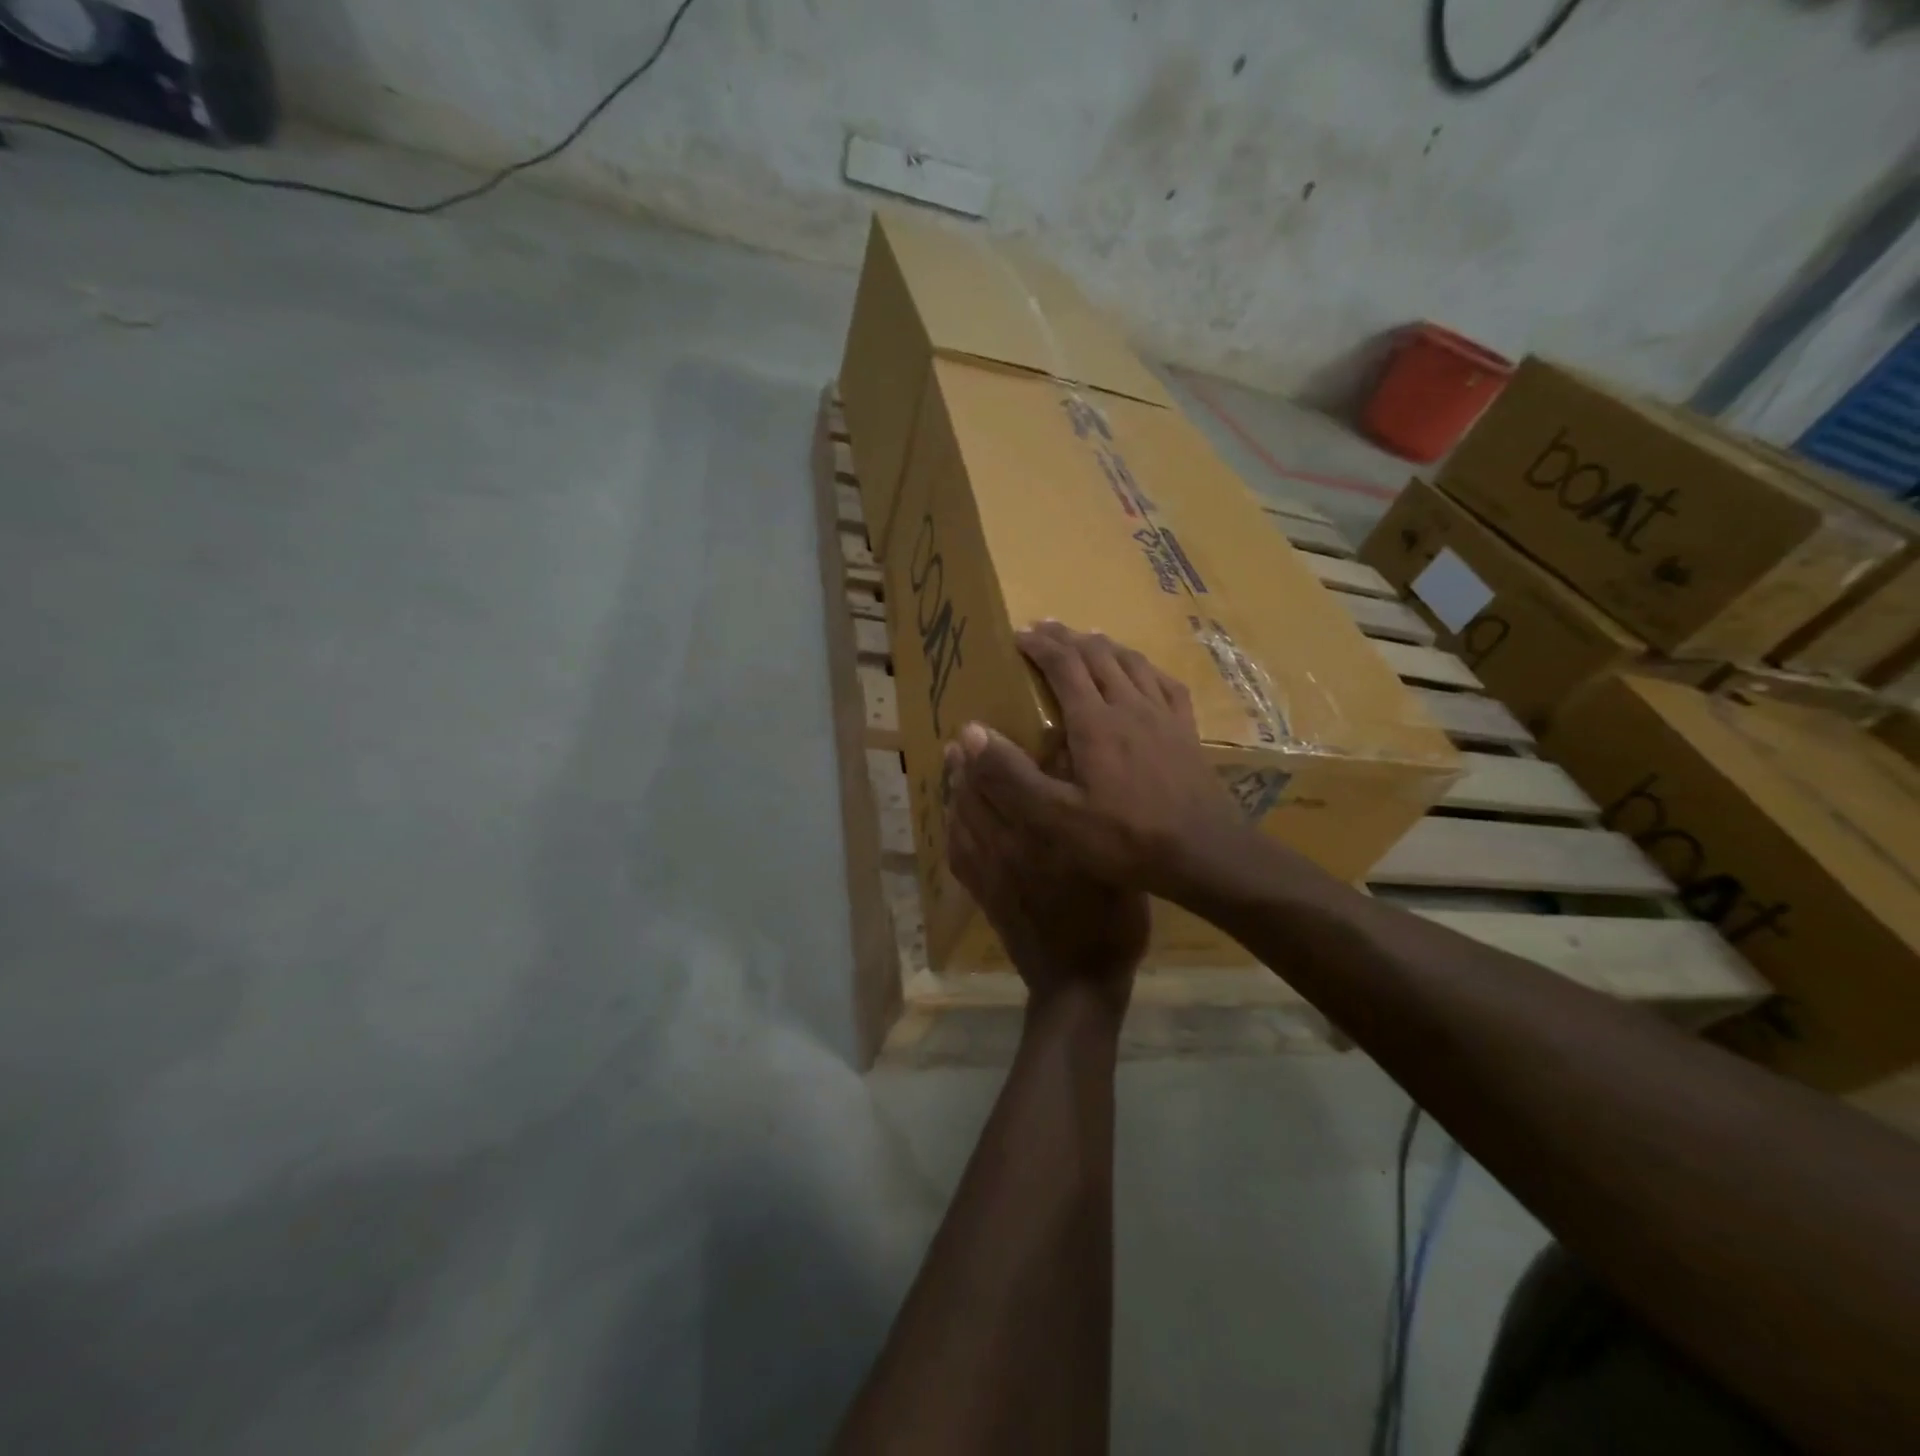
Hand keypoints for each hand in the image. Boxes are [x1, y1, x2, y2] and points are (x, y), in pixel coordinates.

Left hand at [945, 728, 1148, 1021]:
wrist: (1077, 985)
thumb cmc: (1111, 923)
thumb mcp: (1117, 867)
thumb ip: (1094, 823)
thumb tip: (1076, 777)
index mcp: (1045, 836)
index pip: (1006, 783)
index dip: (987, 753)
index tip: (975, 729)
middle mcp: (1010, 848)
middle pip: (976, 797)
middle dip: (965, 766)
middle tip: (960, 742)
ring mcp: (990, 873)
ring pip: (961, 820)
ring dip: (954, 791)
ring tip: (951, 767)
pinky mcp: (982, 895)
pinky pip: (956, 854)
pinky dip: (951, 828)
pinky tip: (952, 816)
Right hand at [958, 622, 1247, 898]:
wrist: (1203, 854)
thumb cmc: (1124, 838)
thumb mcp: (1056, 817)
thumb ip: (1011, 775)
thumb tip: (968, 732)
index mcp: (1095, 721)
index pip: (1063, 665)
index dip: (1039, 645)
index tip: (1018, 635)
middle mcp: (1129, 705)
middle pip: (1097, 654)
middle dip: (1066, 637)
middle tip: (1044, 629)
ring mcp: (1163, 716)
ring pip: (1131, 662)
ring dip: (1103, 645)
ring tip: (1086, 640)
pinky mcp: (1186, 731)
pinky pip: (1165, 683)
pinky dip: (1144, 667)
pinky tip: (1141, 672)